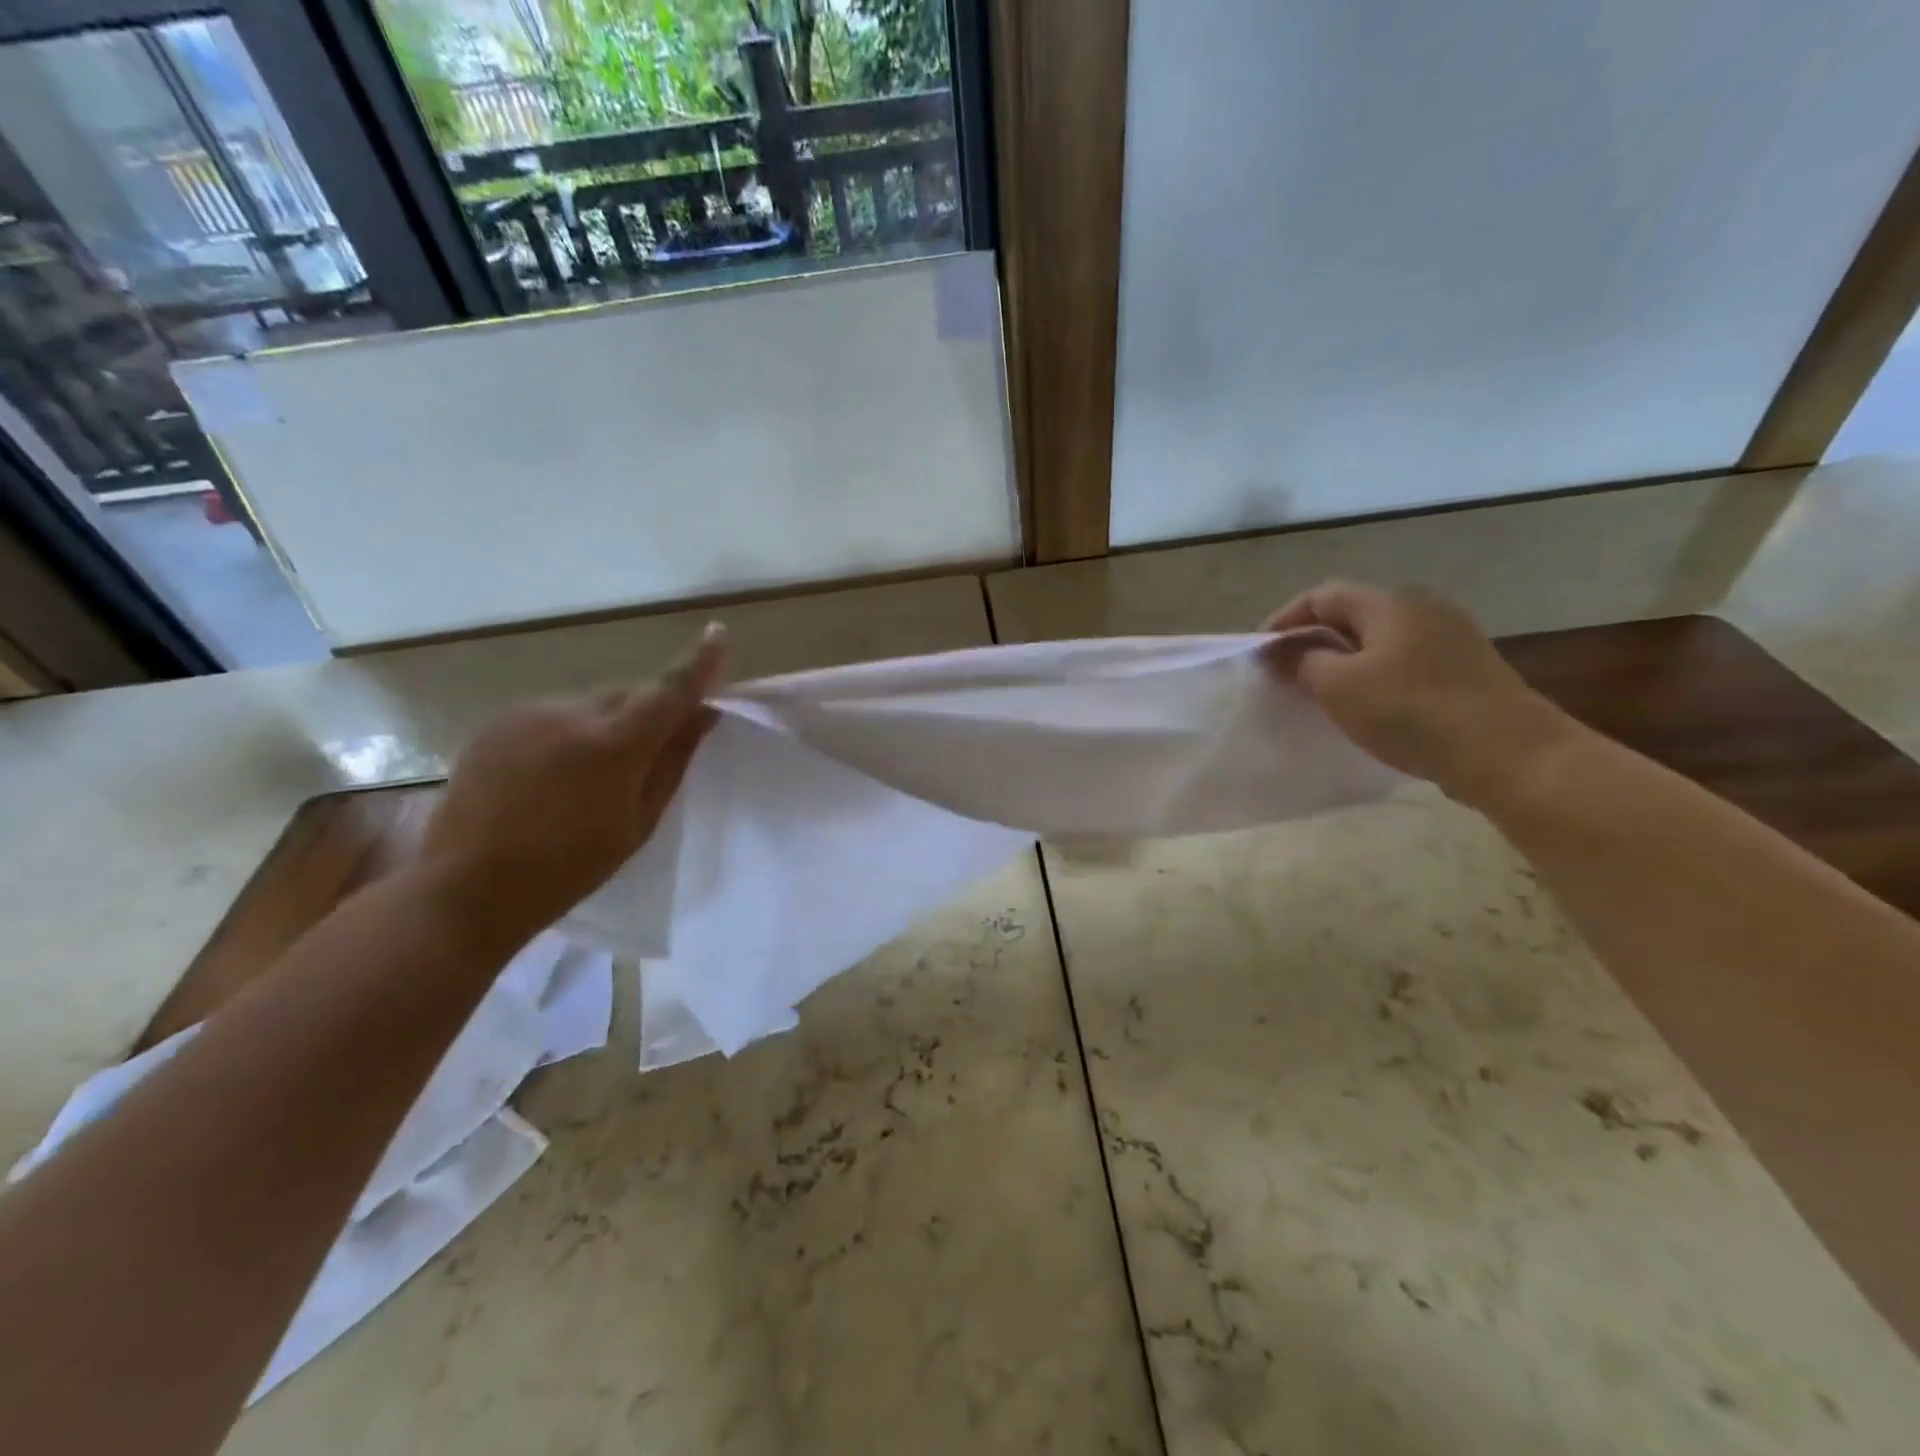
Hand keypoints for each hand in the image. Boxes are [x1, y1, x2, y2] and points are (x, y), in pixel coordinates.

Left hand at [419, 624, 726, 937]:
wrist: (468, 886)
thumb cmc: (571, 866)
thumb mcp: (638, 821)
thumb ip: (673, 760)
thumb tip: (703, 715)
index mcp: (614, 745)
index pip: (669, 691)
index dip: (698, 663)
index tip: (716, 634)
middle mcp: (572, 714)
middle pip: (628, 695)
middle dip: (645, 713)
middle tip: (647, 754)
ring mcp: (529, 714)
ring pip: (590, 705)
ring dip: (604, 726)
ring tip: (589, 776)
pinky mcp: (498, 722)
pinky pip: (553, 715)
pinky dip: (567, 733)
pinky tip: (551, 774)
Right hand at [1264, 581, 1580, 807]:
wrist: (1508, 753)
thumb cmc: (1411, 712)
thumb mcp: (1339, 687)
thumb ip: (1302, 662)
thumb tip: (1283, 652)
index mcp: (1388, 602)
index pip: (1321, 596)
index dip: (1284, 620)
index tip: (1261, 653)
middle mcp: (1421, 607)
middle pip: (1351, 614)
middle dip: (1313, 641)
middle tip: (1286, 675)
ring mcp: (1450, 637)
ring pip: (1378, 640)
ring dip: (1343, 661)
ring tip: (1320, 694)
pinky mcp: (1466, 668)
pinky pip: (1404, 662)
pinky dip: (1374, 676)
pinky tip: (1367, 708)